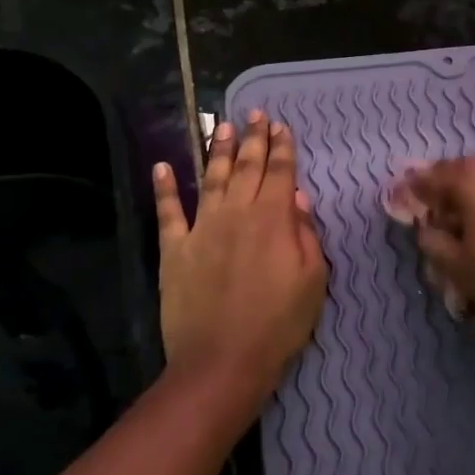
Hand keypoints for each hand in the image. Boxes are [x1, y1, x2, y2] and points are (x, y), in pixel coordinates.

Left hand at [151, 111, 327, 421]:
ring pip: (211, 179)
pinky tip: (162, 166)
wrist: (222, 361)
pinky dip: (164, 187)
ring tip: (222, 127)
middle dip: (253, 139)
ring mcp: (201, 228)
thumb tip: (296, 198)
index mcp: (273, 219)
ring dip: (217, 151)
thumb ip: (306, 234)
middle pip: (246, 167)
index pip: (279, 173)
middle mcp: (236, 213)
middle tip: (254, 114)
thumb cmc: (278, 324)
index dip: (282, 148)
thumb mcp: (312, 281)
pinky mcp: (174, 249)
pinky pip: (168, 211)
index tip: (281, 126)